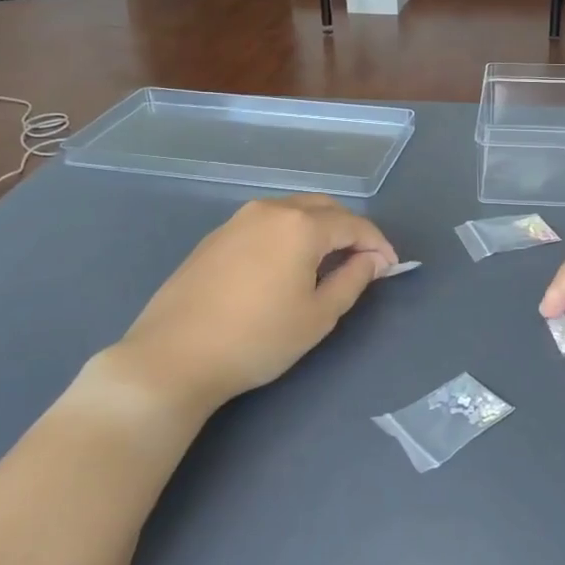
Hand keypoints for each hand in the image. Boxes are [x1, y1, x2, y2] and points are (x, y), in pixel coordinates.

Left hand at [99, 195, 396, 417]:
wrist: (173, 356)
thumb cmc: (257, 339)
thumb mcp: (318, 316)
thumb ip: (353, 280)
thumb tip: (374, 260)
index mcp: (300, 225)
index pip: (353, 224)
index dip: (378, 244)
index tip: (390, 268)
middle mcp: (270, 210)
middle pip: (323, 208)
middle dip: (349, 230)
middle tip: (362, 263)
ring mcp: (238, 220)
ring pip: (293, 212)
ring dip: (318, 230)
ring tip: (327, 265)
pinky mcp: (215, 237)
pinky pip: (266, 224)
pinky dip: (289, 236)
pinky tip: (286, 267)